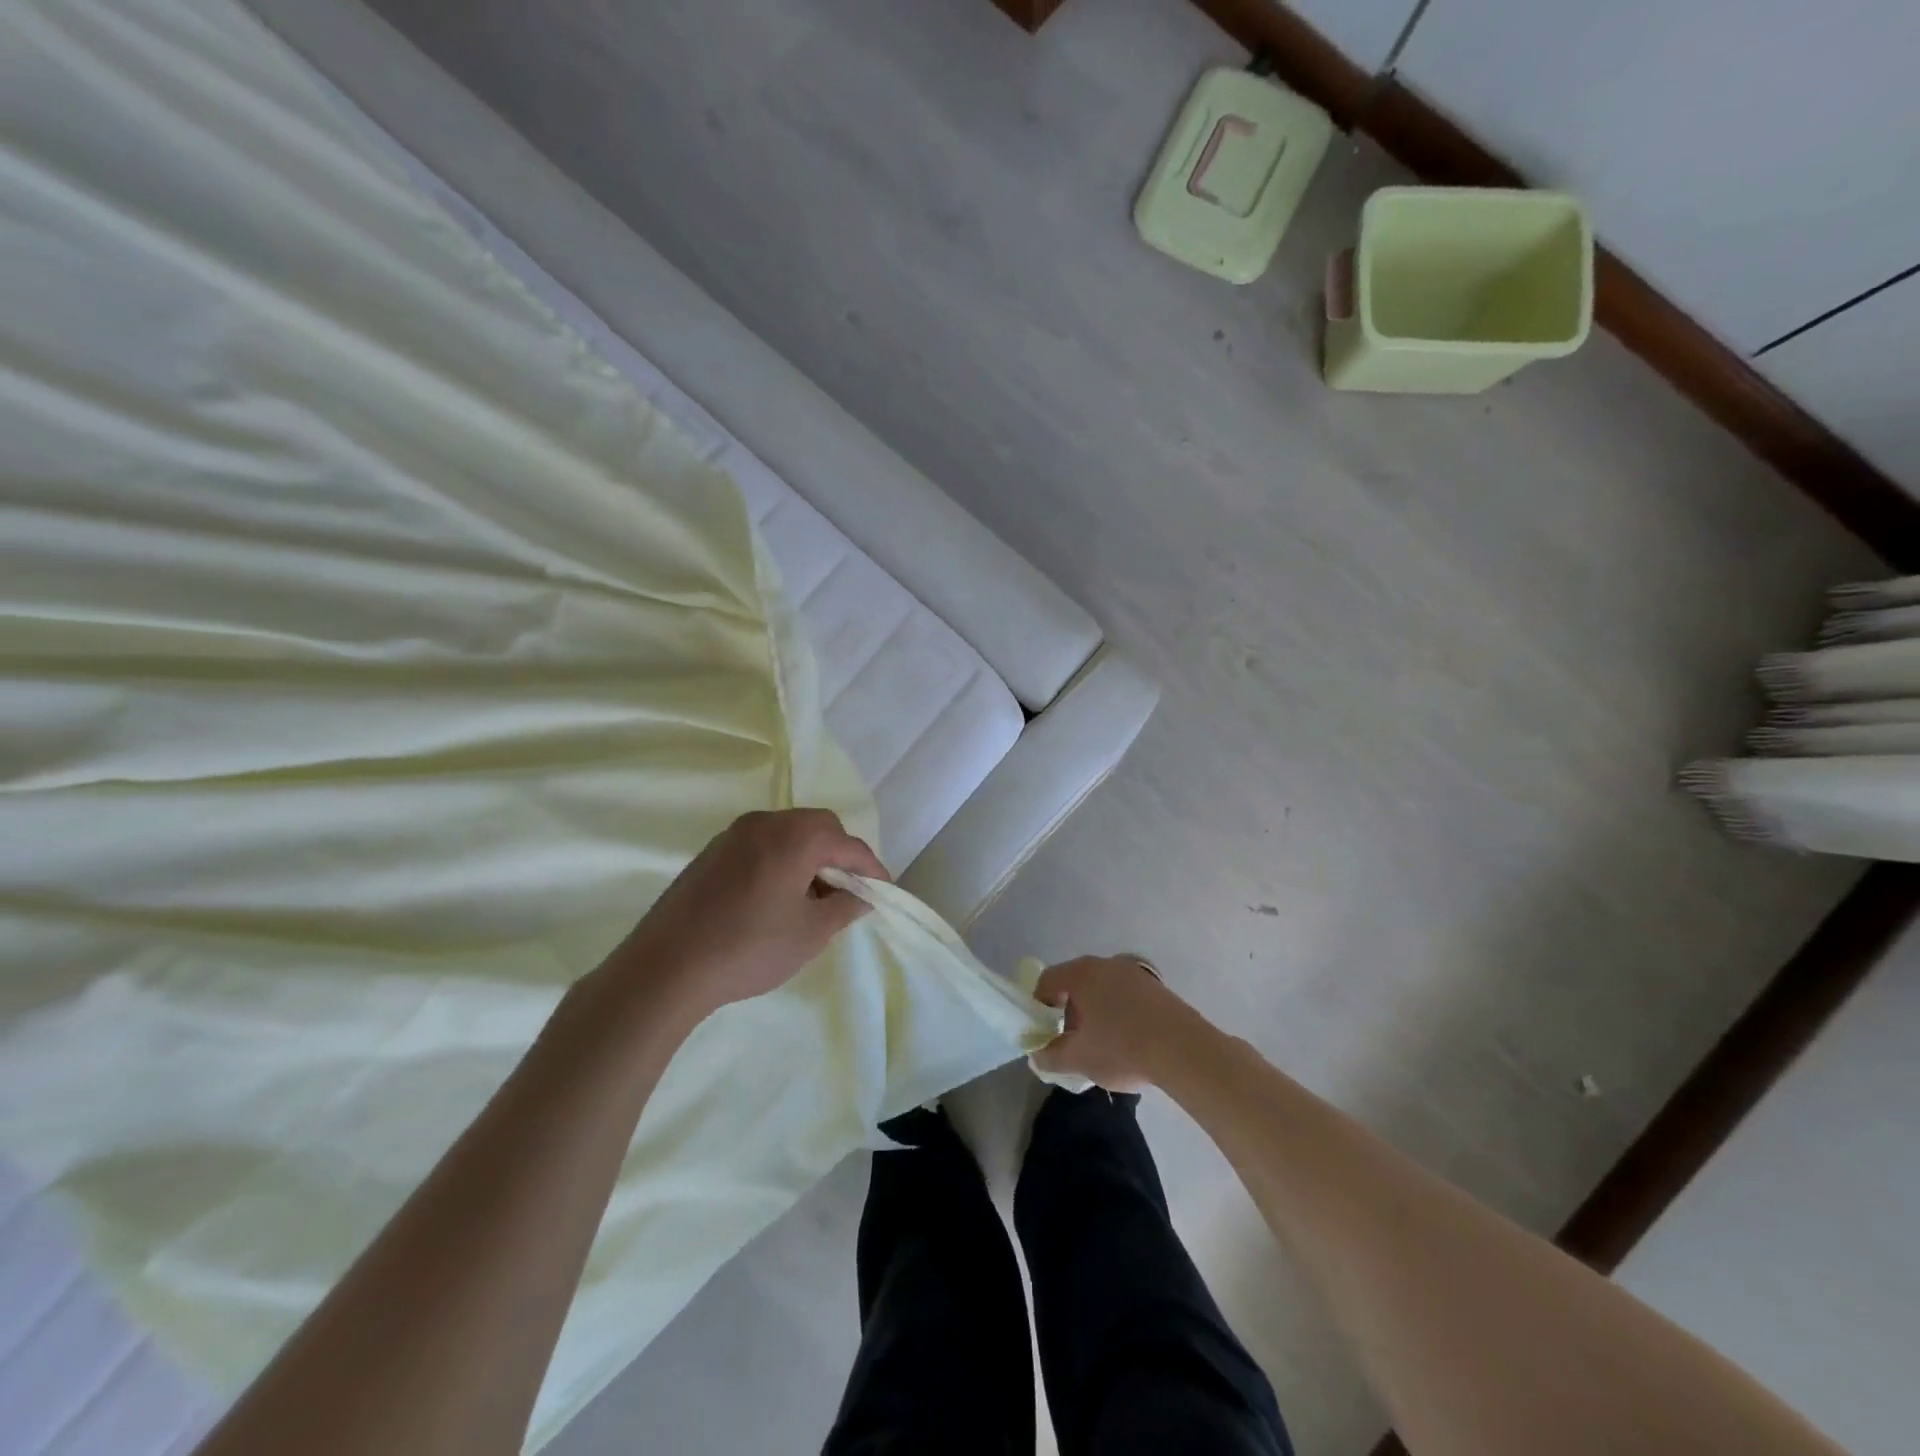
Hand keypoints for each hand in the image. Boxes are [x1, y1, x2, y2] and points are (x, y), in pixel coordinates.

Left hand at [612, 809, 886, 1017]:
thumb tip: (862, 895)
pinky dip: (781, 860)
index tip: (884, 892)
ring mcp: (734, 835)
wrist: (666, 968)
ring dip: (809, 857)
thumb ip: (846, 907)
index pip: (848, 845)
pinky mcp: (712, 852)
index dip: (871, 869)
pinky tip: (777, 897)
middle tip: (848, 893)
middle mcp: (765, 823)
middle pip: (818, 827)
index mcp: (795, 836)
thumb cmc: (749, 948)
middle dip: (839, 856)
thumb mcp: (810, 933)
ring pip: (788, 834)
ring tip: (813, 898)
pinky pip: (761, 845)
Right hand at [1030, 955, 1197, 1092]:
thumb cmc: (1122, 1048)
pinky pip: (1127, 994)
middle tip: (1073, 1040)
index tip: (1045, 1031)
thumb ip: (1051, 1057)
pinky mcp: (1157, 986)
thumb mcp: (1079, 1059)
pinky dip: (1120, 1011)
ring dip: (1096, 1010)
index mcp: (1081, 974)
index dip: (1039, 1005)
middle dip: (1070, 1010)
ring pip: (1103, 988)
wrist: (1183, 1050)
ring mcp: (1135, 971)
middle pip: (1076, 982)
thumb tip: (1038, 1057)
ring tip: (1104, 1043)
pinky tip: (1130, 1040)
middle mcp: (1106, 963)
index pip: (1048, 980)